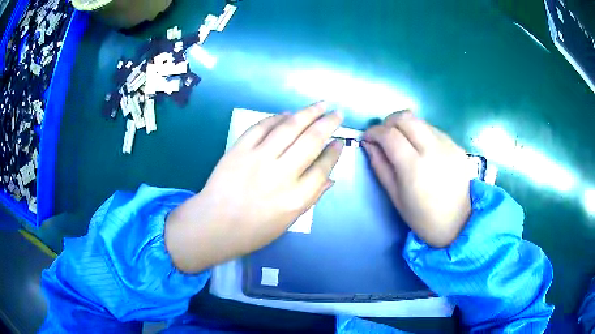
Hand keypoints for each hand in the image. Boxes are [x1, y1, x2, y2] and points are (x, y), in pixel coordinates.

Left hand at [165, 102, 343, 272]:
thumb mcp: (289, 221)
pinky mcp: (240, 149)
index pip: (323, 167)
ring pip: (289, 127)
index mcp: (296, 198)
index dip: (334, 151)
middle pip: (311, 140)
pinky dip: (277, 117)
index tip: (339, 141)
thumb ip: (311, 197)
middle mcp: (281, 175)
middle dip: (328, 123)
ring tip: (321, 104)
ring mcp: (258, 159)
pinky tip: (288, 114)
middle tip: (337, 113)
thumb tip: (330, 177)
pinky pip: (262, 126)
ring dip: (308, 112)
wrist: (215, 225)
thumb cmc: (254, 230)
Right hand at [362, 110, 470, 247]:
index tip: (367, 138)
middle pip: (405, 117)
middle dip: (389, 122)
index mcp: (414, 167)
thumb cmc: (422, 217)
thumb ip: (380, 166)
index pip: (389, 134)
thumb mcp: (395, 196)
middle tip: (384, 136)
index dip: (374, 131)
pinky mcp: (457, 146)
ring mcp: (448, 145)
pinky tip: (422, 150)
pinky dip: (422, 133)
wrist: (458, 223)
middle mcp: (433, 149)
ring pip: (420, 121)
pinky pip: (434, 130)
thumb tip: (369, 144)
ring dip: (406, 126)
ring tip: (403, 143)